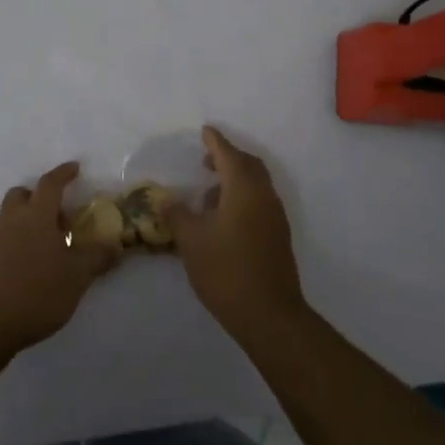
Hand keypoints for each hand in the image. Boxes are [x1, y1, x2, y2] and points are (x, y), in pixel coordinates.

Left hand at [0, 162, 119, 360]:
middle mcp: (11, 219)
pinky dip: (18, 241)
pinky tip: (31, 266)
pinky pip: (4, 238)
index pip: (50, 184)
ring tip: (50, 248)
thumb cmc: (37, 292)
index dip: (63, 174)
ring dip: (29, 221)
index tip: (75, 168)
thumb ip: (97, 257)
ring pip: (11, 216)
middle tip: (61, 218)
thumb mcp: (77, 276)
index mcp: (36, 215)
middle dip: (41, 198)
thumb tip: (115, 244)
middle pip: (24, 195)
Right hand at [167, 127, 306, 343]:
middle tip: (206, 159)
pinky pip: (259, 202)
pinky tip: (222, 218)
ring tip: (209, 193)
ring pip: (256, 185)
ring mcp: (275, 217)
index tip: (204, 131)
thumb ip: (177, 214)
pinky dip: (242, 198)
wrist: (268, 314)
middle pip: (249, 166)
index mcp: (244, 190)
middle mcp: (264, 197)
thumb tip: (166, 199)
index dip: (215, 142)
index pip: (229, 155)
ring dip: (235, 180)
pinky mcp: (277, 237)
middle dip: (228, 157)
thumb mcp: (191, 240)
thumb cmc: (226, 270)